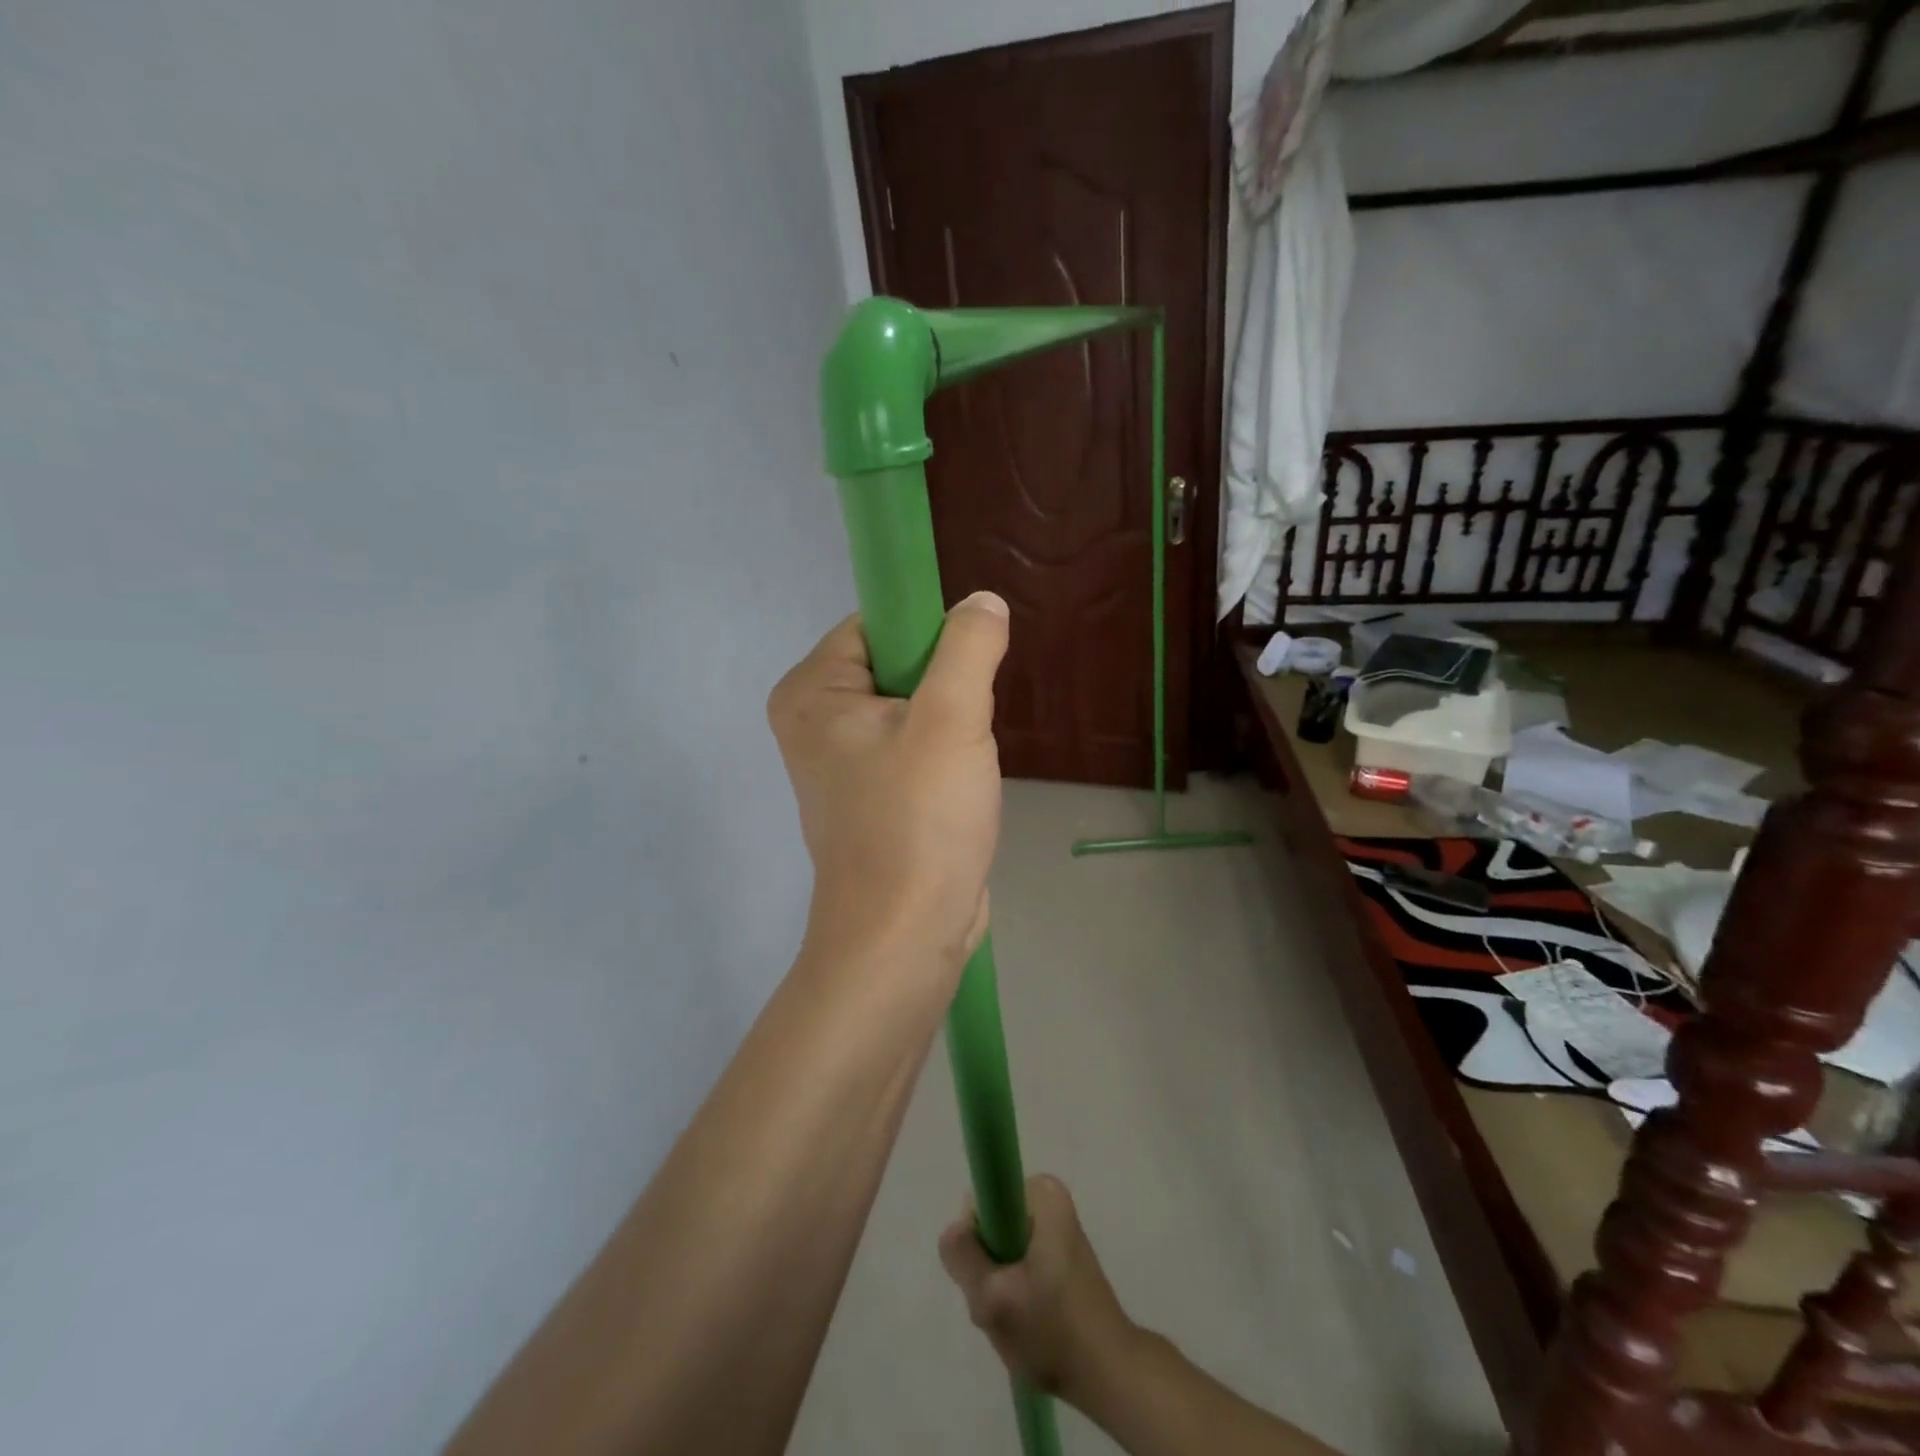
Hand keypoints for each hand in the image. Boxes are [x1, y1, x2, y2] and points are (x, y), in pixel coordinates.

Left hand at [768, 593, 1008, 976]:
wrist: (905, 937)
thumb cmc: (918, 822)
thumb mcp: (952, 720)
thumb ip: (968, 647)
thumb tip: (982, 602)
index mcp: (811, 692)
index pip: (876, 624)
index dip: (929, 636)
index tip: (966, 673)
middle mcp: (815, 722)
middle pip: (897, 666)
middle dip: (946, 691)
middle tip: (965, 731)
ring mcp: (841, 764)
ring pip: (914, 710)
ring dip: (952, 729)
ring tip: (960, 769)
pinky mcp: (870, 797)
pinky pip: (915, 750)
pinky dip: (945, 760)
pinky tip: (957, 794)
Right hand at [939, 1175, 1136, 1402]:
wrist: (1109, 1375)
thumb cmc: (1053, 1331)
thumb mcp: (993, 1298)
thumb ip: (962, 1255)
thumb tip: (954, 1230)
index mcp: (1042, 1193)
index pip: (980, 1203)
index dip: (975, 1243)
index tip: (990, 1279)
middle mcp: (1049, 1199)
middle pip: (990, 1227)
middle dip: (987, 1268)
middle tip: (1003, 1305)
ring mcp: (1055, 1227)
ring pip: (1000, 1248)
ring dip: (998, 1284)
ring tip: (1018, 1317)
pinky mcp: (1058, 1254)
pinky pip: (1016, 1262)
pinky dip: (1014, 1291)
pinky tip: (1027, 1319)